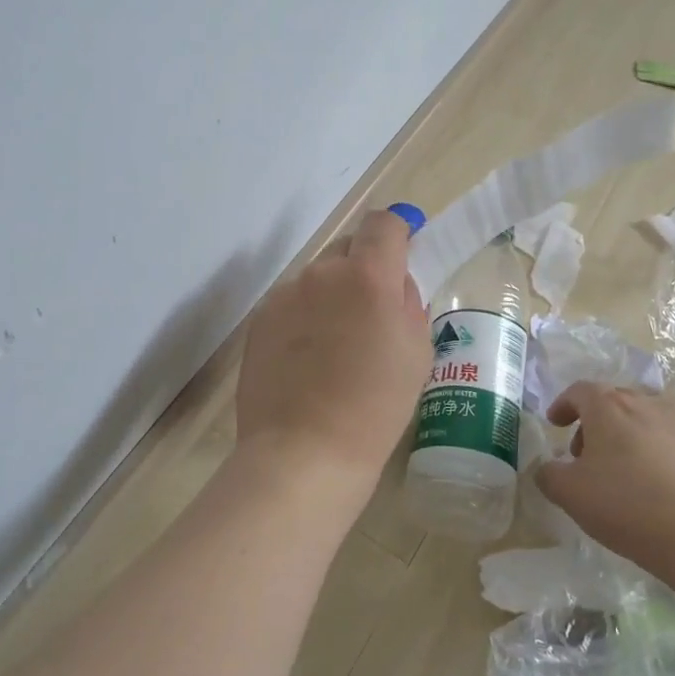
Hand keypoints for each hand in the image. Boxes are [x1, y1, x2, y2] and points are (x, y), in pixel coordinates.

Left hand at [233, 208, 430, 500]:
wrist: (304, 452)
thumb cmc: (375, 406)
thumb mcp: (416, 351)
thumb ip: (407, 302)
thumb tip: (393, 282)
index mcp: (368, 276)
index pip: (382, 223)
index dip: (397, 231)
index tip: (403, 251)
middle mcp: (321, 273)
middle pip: (347, 248)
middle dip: (364, 269)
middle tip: (372, 314)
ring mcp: (284, 295)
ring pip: (317, 278)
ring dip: (332, 295)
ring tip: (335, 347)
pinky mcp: (259, 320)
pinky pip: (291, 303)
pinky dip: (304, 317)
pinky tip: (307, 360)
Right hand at [537, 383, 674, 573]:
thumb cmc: (627, 504)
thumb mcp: (571, 494)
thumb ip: (548, 475)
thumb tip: (546, 468)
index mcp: (607, 405)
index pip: (579, 391)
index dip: (563, 405)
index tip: (556, 423)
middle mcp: (644, 401)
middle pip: (613, 400)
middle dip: (594, 422)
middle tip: (585, 454)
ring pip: (644, 416)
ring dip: (627, 433)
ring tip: (622, 468)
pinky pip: (672, 436)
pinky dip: (657, 448)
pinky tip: (657, 480)